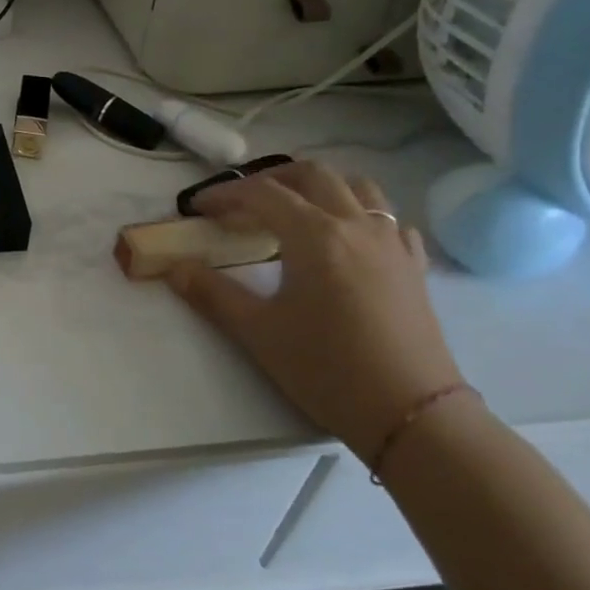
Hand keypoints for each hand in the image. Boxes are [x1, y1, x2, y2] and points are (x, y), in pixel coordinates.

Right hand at [166, 161, 464, 461]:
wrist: (412, 414)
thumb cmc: (327, 369)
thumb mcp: (258, 332)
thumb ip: (212, 294)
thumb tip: (175, 269)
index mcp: (315, 236)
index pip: (262, 194)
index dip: (224, 194)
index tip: (197, 207)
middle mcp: (356, 226)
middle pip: (313, 175)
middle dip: (271, 178)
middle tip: (241, 201)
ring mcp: (392, 244)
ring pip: (358, 187)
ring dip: (320, 186)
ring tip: (294, 208)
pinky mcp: (414, 267)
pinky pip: (390, 220)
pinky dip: (361, 214)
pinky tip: (348, 237)